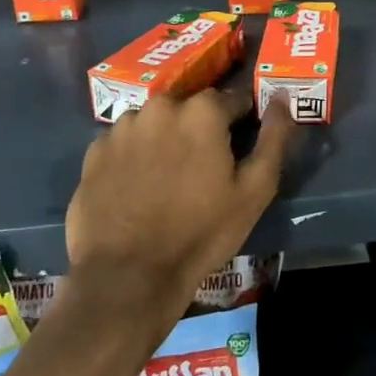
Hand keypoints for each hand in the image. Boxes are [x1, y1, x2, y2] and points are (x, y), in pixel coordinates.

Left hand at [65, 90, 291, 327]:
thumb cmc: (201, 232)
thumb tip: (282, 98)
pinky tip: (137, 188)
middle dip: (200, 129)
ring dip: (165, 139)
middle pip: (191, 109)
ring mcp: (122, 128)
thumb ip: (275, 137)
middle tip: (202, 169)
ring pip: (156, 123)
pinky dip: (134, 156)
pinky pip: (124, 143)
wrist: (127, 277)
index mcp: (202, 111)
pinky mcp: (93, 153)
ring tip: (166, 180)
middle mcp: (160, 106)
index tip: (238, 147)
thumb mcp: (255, 190)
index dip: (241, 122)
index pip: (234, 100)